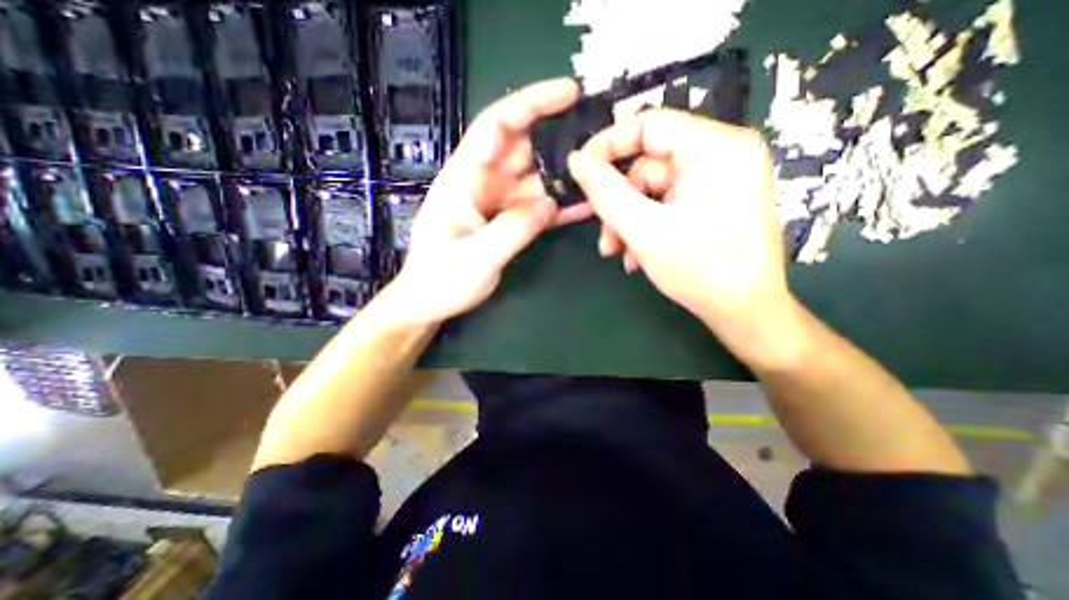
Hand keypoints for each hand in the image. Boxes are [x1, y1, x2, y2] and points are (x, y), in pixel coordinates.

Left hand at [391, 81, 592, 324]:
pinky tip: (586, 206)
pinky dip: (560, 206)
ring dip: (565, 175)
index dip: (531, 103)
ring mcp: (498, 203)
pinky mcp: (509, 222)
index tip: (569, 92)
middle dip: (558, 137)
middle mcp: (483, 183)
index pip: (496, 126)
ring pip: (536, 178)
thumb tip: (549, 203)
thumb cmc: (441, 280)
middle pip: (523, 148)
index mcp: (464, 179)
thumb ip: (511, 230)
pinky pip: (538, 207)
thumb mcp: (474, 258)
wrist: (431, 302)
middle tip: (599, 137)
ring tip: (601, 172)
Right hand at [567, 108, 791, 356]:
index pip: (649, 125)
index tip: (579, 173)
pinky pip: (665, 204)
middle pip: (648, 165)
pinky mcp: (712, 200)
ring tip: (620, 254)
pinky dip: (646, 227)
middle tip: (605, 238)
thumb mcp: (643, 230)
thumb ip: (605, 192)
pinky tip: (638, 255)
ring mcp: (718, 179)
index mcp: (717, 147)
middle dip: (619, 204)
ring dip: (629, 222)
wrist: (744, 312)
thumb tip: (575, 160)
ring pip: (651, 190)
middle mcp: (722, 154)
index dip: (607, 146)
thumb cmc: (700, 271)